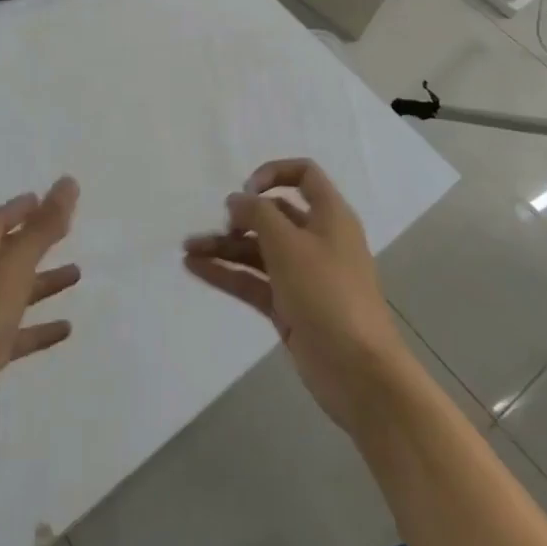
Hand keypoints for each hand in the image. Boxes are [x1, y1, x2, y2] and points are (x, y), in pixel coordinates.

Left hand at [0, 177, 81, 476]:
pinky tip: (66, 329)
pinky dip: (40, 328)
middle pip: (7, 253)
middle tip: (67, 230)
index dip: (21, 208)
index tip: (45, 198)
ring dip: (43, 282)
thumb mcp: (11, 267)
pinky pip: (17, 334)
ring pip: (15, 292)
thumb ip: (42, 227)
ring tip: (77, 274)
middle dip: (35, 241)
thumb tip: (68, 181)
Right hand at [183, 158, 407, 436]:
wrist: (359, 372)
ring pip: (258, 250)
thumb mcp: (289, 244)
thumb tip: (237, 200)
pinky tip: (195, 269)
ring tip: (187, 249)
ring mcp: (302, 276)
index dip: (273, 173)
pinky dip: (226, 273)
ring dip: (225, 246)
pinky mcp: (289, 306)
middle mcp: (316, 240)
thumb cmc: (328, 294)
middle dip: (240, 216)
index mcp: (329, 217)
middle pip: (274, 216)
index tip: (246, 191)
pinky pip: (253, 281)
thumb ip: (258, 214)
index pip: (304, 175)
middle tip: (215, 225)